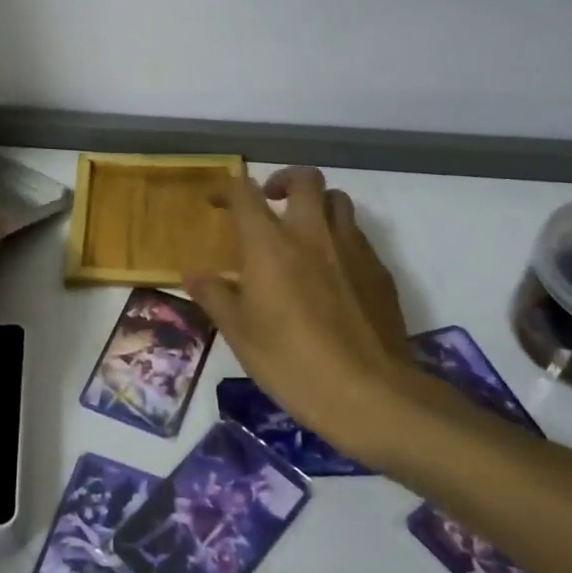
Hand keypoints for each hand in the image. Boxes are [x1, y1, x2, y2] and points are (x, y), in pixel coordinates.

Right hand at [184, 167, 448, 465]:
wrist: (369, 394)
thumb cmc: (290, 361)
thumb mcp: (239, 333)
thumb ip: (213, 295)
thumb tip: (191, 273)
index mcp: (269, 244)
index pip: (244, 193)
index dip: (226, 189)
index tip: (216, 202)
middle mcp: (312, 233)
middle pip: (305, 178)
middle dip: (284, 180)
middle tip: (270, 201)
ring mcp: (352, 249)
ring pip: (339, 201)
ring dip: (317, 205)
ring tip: (304, 231)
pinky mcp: (380, 271)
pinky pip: (358, 236)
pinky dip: (341, 238)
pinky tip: (333, 272)